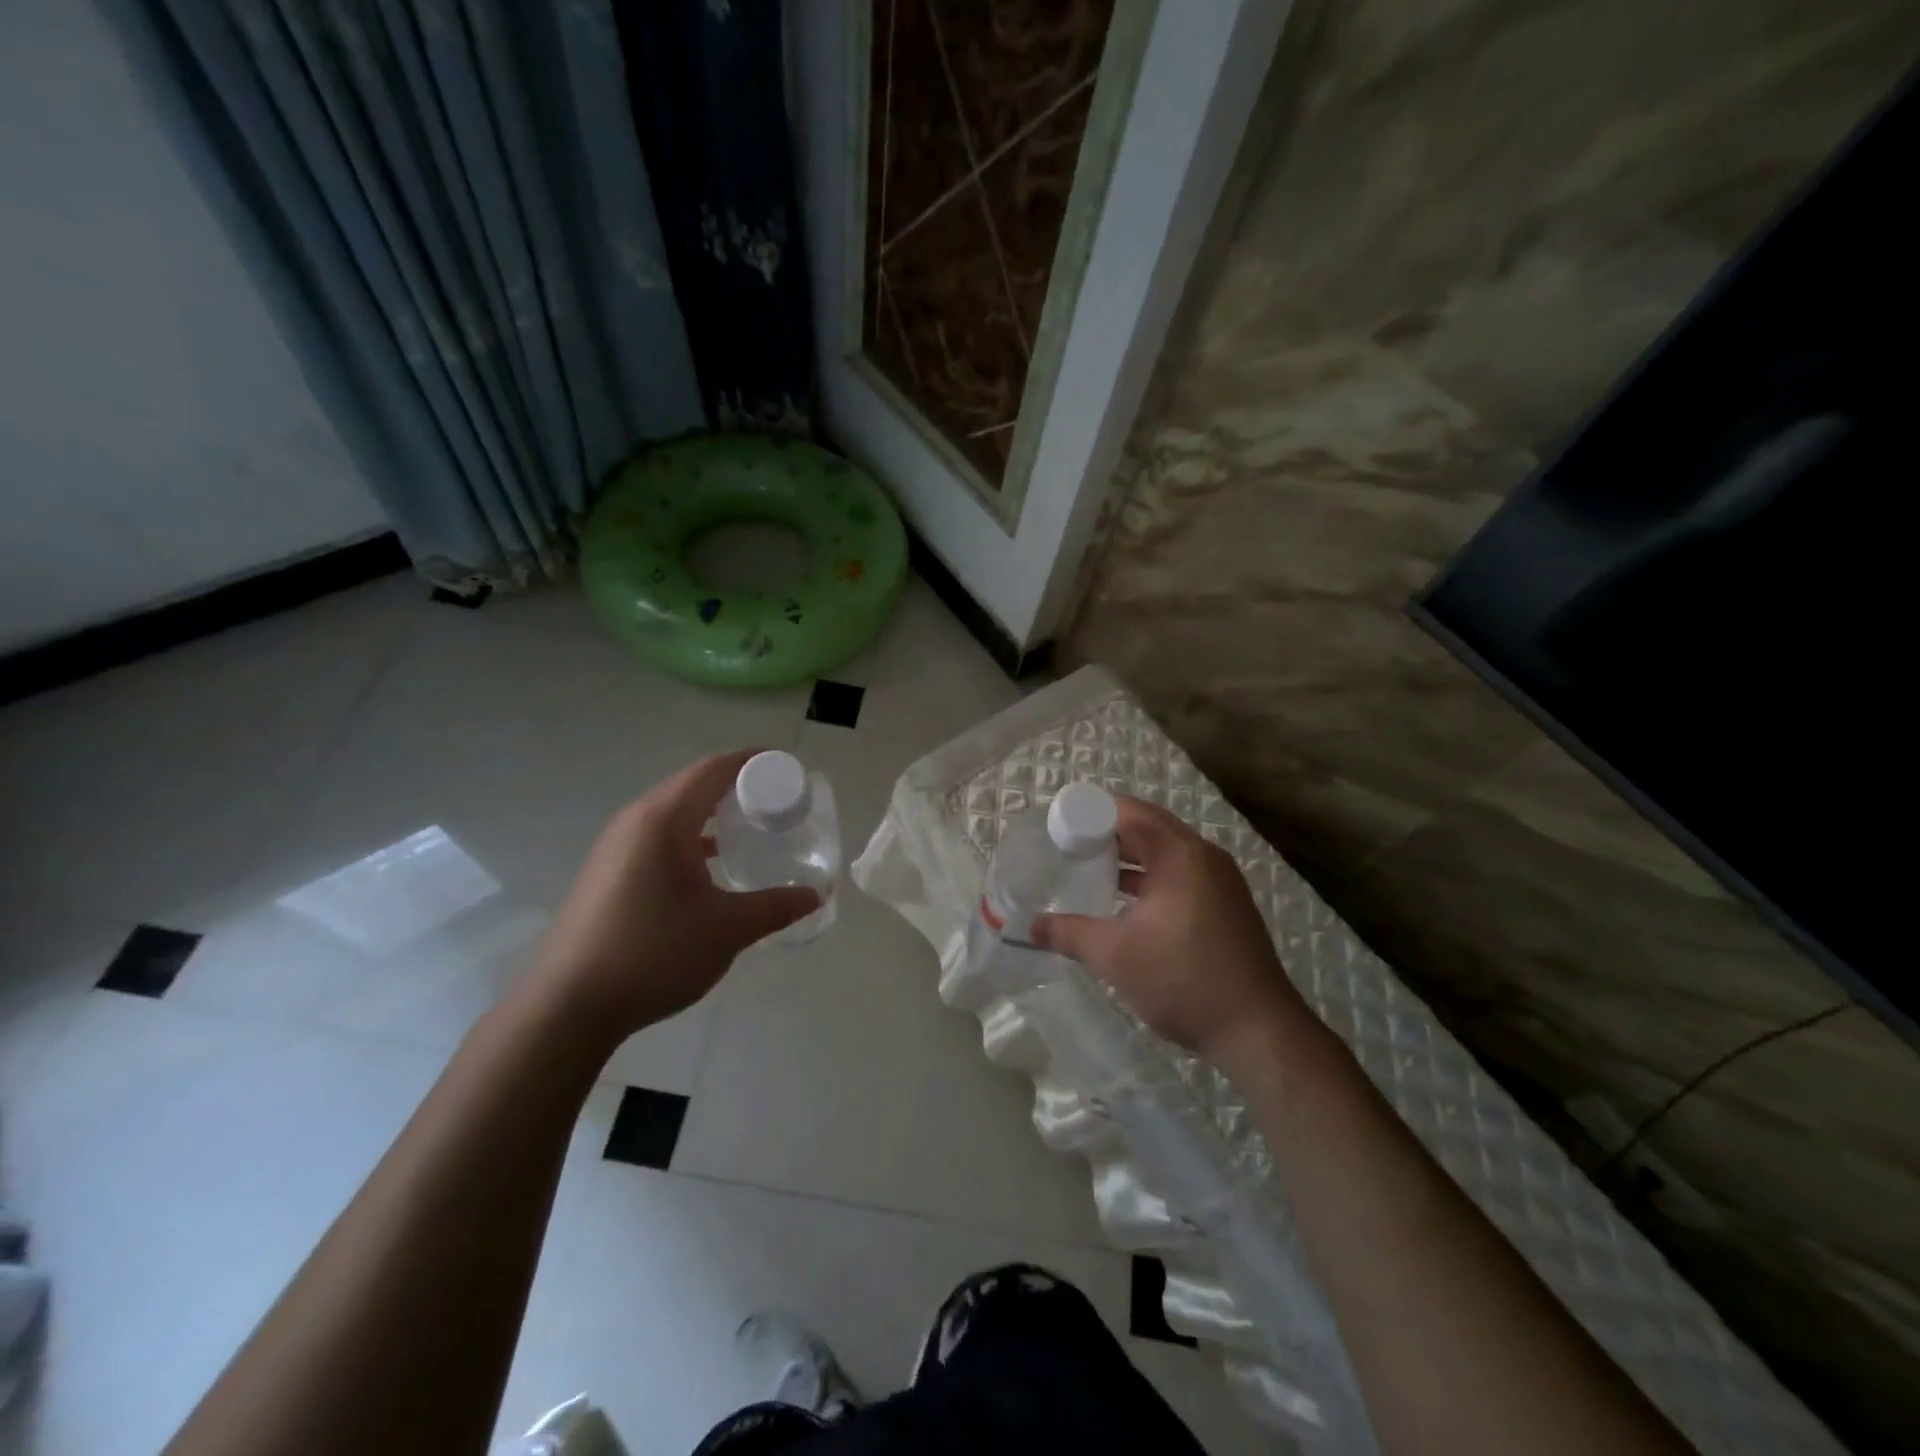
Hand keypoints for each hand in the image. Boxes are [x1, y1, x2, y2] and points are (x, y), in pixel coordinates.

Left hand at [528, 750, 820, 1045]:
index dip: (753, 761)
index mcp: (663, 820)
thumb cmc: (653, 954)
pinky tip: (710, 866)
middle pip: (692, 784)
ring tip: (750, 829)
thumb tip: (816, 896)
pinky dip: (689, 837)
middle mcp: (635, 821)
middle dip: (737, 786)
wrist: (567, 1007)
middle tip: (778, 801)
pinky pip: (657, 836)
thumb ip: (775, 907)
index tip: (787, 767)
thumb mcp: (727, 930)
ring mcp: (615, 846)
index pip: (714, 769)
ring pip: (672, 811)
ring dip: (711, 813)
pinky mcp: (606, 872)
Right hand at [1031, 795, 1321, 1075]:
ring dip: (1130, 854)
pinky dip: (1151, 875)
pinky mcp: (1227, 904)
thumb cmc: (1184, 980)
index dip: (1091, 811)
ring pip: (1167, 851)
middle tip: (1069, 841)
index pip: (1130, 812)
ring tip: (1090, 866)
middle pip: (1150, 826)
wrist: (1259, 1031)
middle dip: (1109, 830)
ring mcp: (1221, 881)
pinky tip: (1126, 899)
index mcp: (1180, 855)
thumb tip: (1031, 927)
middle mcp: (1204, 857)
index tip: (1058, 822)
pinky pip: (1181, 872)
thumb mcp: (1116, 956)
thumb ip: (1070, 934)